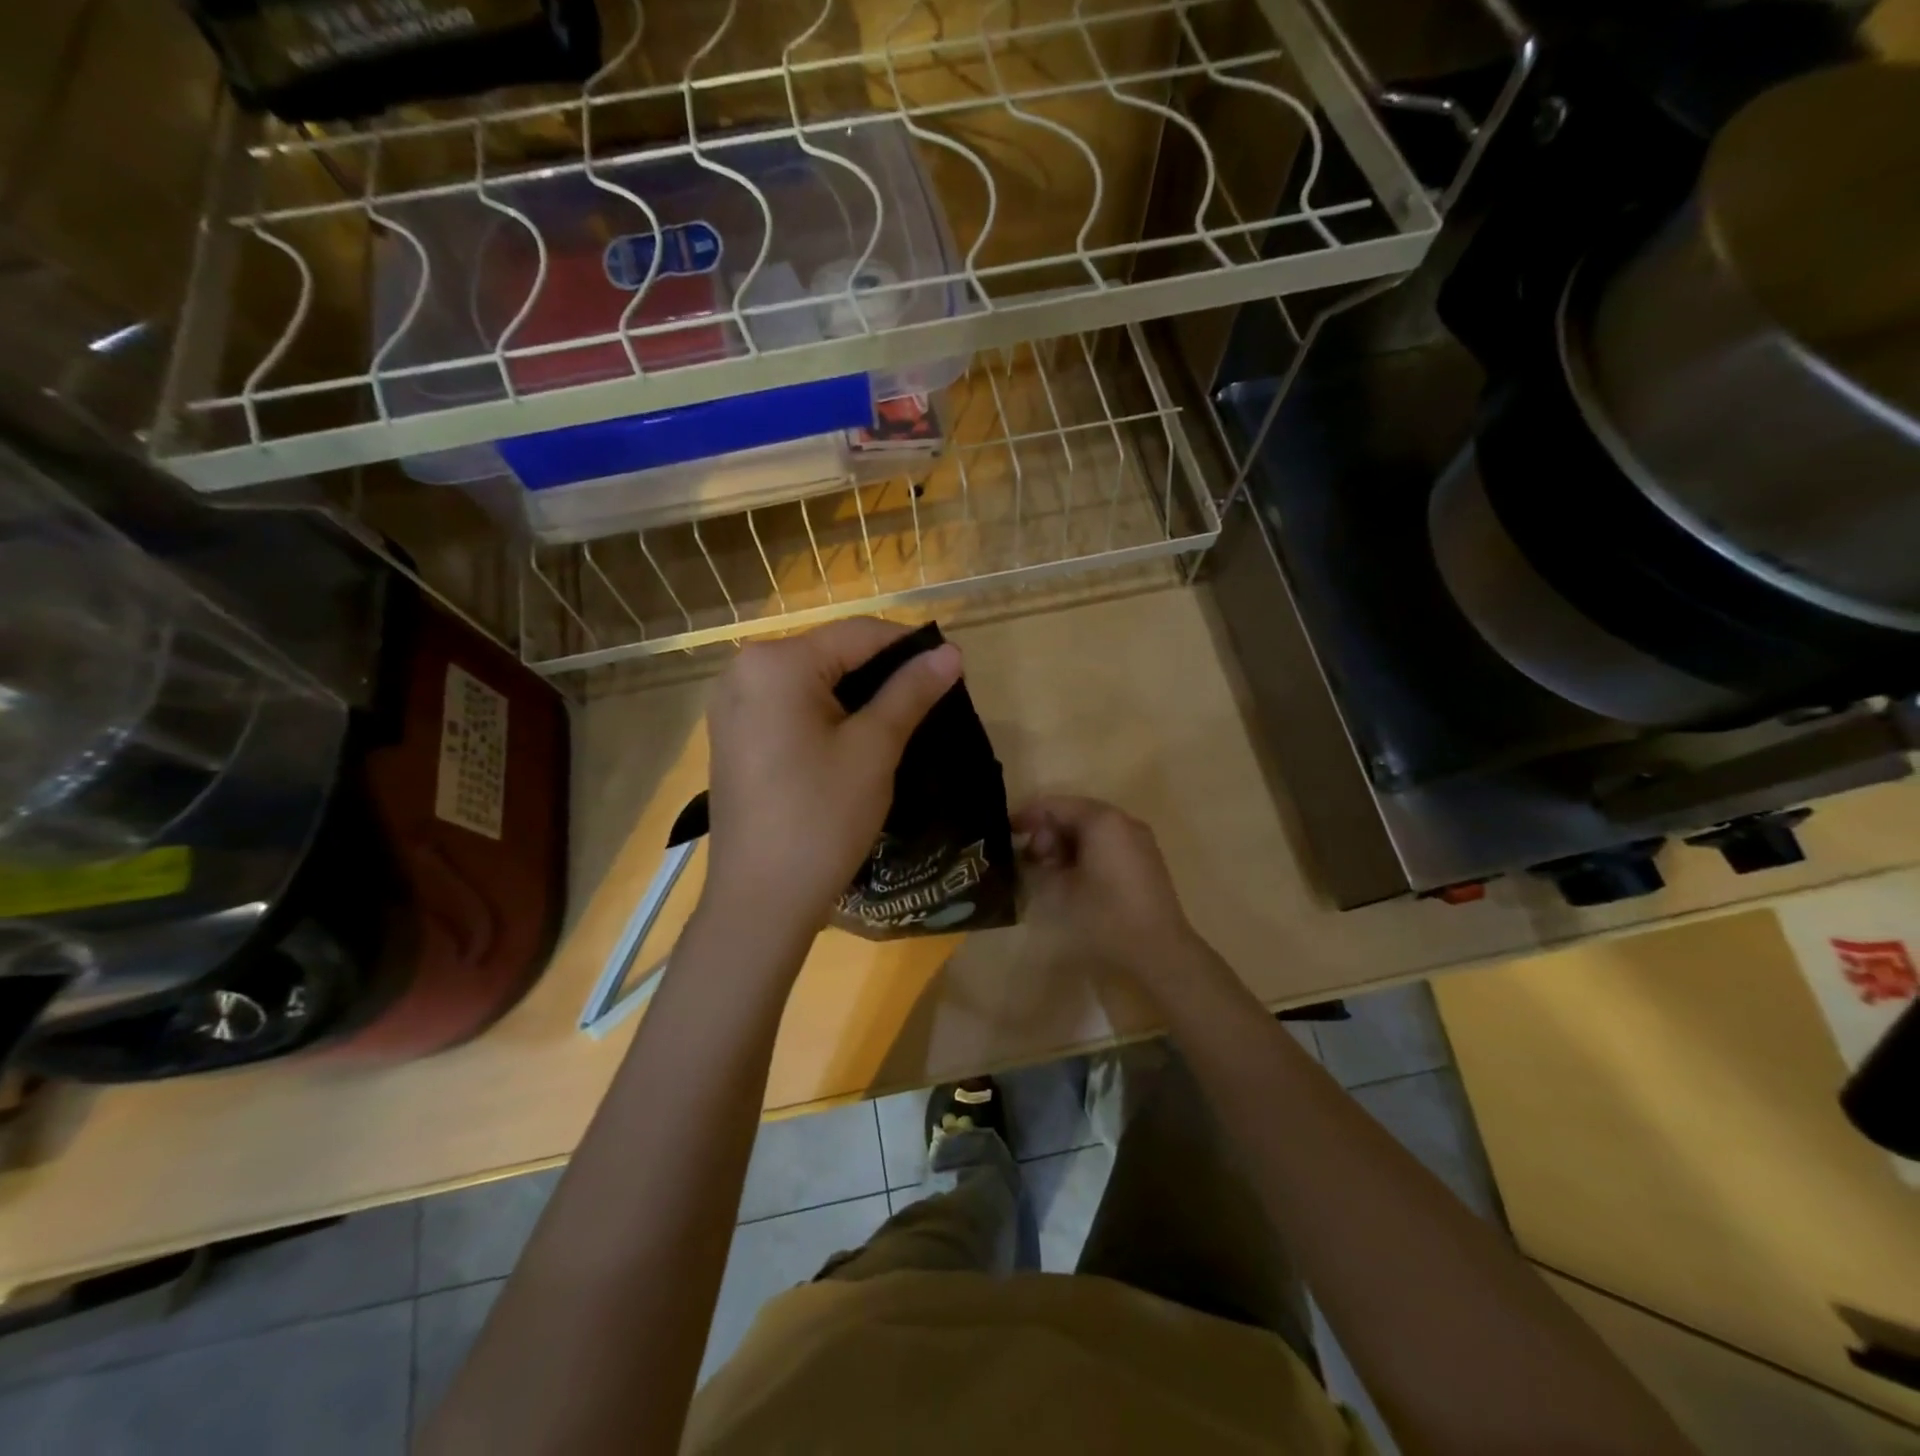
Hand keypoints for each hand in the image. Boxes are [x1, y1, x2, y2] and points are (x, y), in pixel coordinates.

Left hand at [703, 619, 961, 936]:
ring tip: (903, 719)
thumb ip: (910, 692)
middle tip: (931, 699)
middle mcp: (743, 670)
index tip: (952, 668)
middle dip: (884, 672)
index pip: (858, 633)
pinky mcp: (734, 736)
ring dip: (858, 694)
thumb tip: (951, 653)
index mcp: (776, 663)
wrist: (760, 900)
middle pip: (831, 653)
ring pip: (811, 681)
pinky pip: (789, 707)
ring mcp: (732, 705)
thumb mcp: (873, 749)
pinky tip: (856, 738)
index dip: (910, 646)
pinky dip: (827, 714)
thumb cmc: (821, 818)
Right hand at [1013, 796, 1200, 986]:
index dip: (1028, 816)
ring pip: (1091, 830)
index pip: (1055, 805)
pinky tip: (1074, 878)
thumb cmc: (1105, 915)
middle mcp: (1123, 821)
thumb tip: (1030, 856)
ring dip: (1066, 845)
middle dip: (1048, 833)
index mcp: (1102, 820)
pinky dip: (1086, 853)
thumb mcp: (1059, 890)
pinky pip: (1108, 844)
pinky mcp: (1145, 860)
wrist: (1159, 951)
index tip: (1006, 833)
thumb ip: (1038, 864)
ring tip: (1049, 873)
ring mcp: (1138, 840)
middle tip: (1030, 860)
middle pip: (1075, 814)